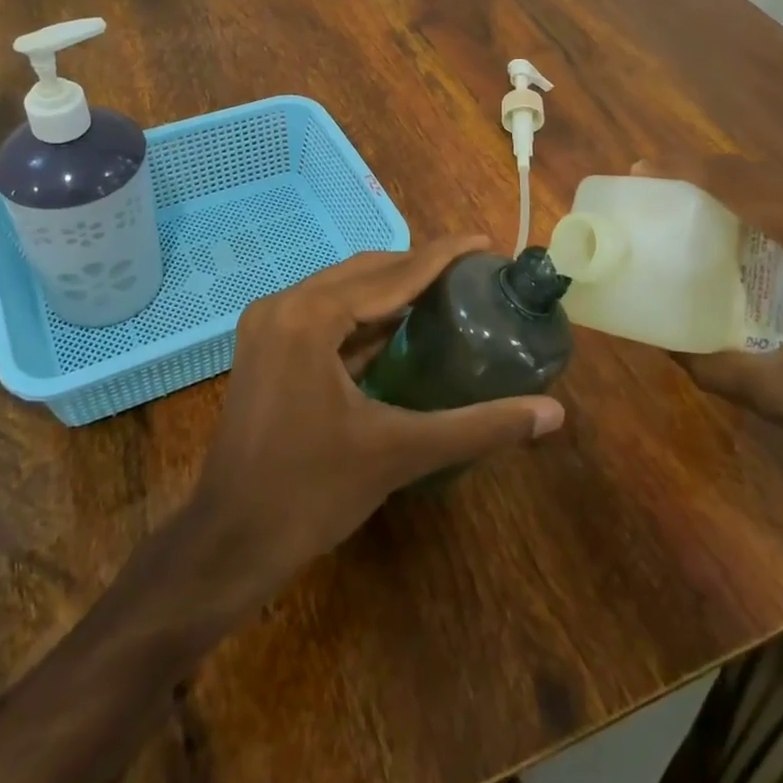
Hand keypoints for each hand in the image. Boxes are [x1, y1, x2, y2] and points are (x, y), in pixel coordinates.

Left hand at [185, 237, 565, 606]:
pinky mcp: (265, 348)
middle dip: (418, 267)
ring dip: (390, 289)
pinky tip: (398, 326)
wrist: (230, 540)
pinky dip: (362, 316)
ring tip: (445, 291)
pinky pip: (323, 315)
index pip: (391, 273)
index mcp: (310, 316)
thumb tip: (552, 414)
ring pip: (341, 291)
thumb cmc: (311, 492)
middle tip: (472, 271)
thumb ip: (479, 426)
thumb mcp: (400, 452)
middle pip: (364, 272)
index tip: (485, 242)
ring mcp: (268, 325)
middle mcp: (284, 305)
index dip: (442, 255)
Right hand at [643, 153, 782, 530]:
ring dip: (756, 188)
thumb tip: (663, 346)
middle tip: (665, 188)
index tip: (644, 168)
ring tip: (706, 205)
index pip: (751, 186)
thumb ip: (717, 366)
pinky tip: (772, 232)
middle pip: (779, 176)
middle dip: (717, 175)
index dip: (691, 171)